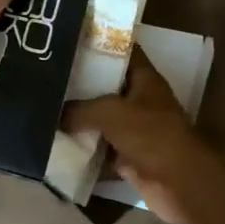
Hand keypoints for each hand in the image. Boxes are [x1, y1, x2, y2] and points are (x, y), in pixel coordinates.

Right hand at [64, 48, 217, 223]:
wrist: (179, 184)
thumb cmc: (151, 135)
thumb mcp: (110, 112)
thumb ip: (80, 109)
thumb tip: (55, 114)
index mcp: (144, 79)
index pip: (122, 50)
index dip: (99, 42)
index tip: (69, 38)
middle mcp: (140, 101)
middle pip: (107, 86)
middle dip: (80, 83)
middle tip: (47, 75)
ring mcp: (135, 130)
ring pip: (101, 120)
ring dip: (78, 120)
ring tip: (45, 107)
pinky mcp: (128, 157)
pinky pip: (100, 150)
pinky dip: (83, 151)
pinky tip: (55, 144)